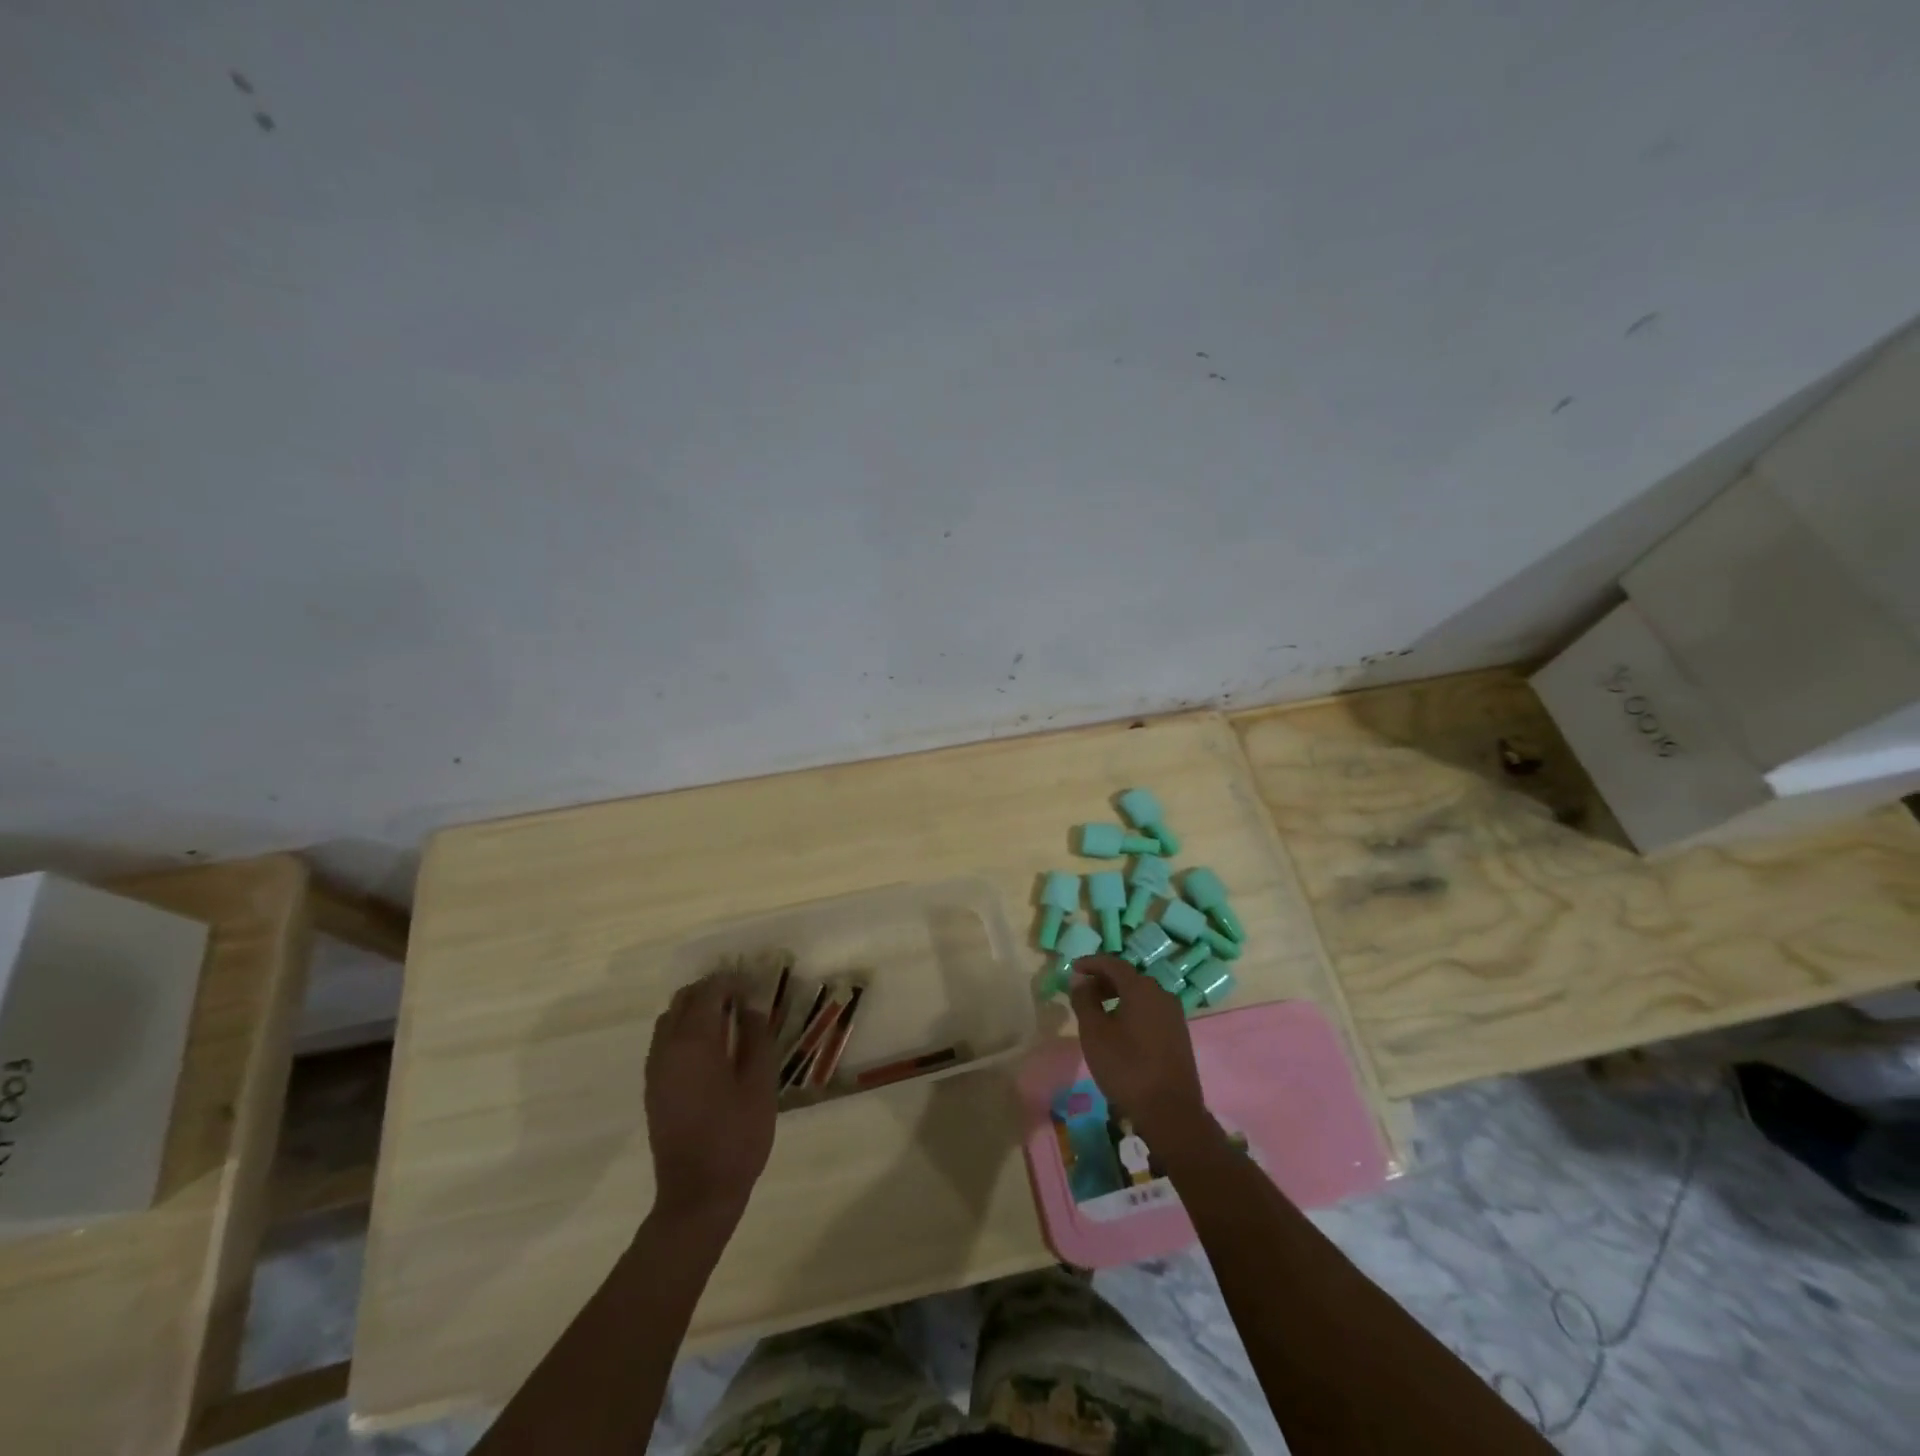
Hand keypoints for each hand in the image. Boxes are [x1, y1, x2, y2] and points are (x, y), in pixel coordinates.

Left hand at [645, 973, 777, 1223]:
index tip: (754, 988)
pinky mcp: (653, 1088)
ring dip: (695, 1011)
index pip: (709, 991)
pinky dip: (685, 1032)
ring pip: (670, 1020)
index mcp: (694, 1041)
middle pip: (683, 1000)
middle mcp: (667, 1048)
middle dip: (711, 991)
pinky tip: (711, 1050)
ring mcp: (655, 1070)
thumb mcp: (759, 1083)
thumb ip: (756, 1038)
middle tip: (742, 1000)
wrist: (697, 1194)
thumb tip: (750, 1008)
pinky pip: (665, 1043)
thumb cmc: (736, 1136)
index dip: (731, 982)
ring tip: (728, 1022)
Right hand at [1068, 955, 1208, 1143]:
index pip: (1113, 963)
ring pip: (1141, 994)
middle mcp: (1161, 994)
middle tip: (1083, 992)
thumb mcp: (1094, 1033)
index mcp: (1141, 988)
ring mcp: (1174, 1015)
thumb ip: (1084, 1001)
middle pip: (1129, 977)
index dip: (1091, 963)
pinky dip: (1131, 1010)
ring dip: (1117, 996)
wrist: (1171, 1112)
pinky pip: (1151, 1010)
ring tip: (1098, 1012)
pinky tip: (1120, 1029)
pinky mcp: (1179, 1034)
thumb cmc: (1126, 1068)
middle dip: (1103, 980)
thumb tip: (1081, 980)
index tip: (1073, 969)